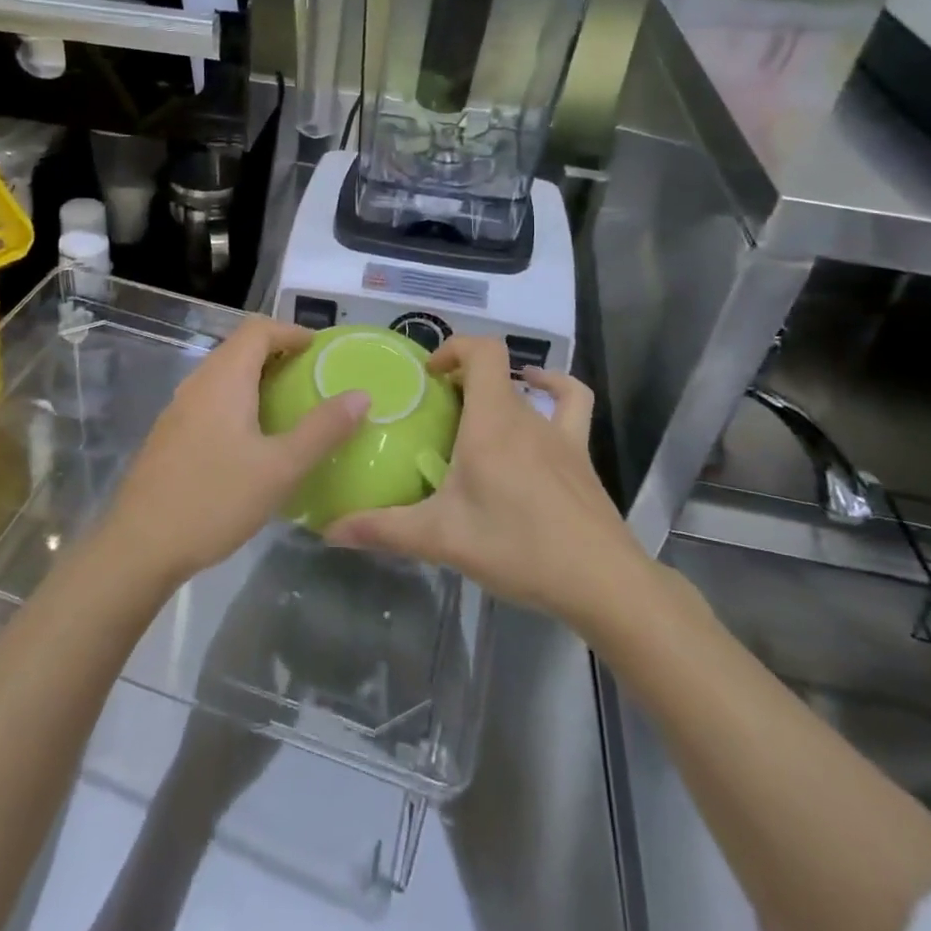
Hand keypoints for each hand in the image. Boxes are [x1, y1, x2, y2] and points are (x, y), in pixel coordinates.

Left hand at [100, 318, 368, 589]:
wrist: (141, 545)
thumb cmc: (215, 499)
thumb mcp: (281, 468)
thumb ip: (323, 430)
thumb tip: (360, 394)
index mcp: (224, 379)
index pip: (258, 330)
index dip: (292, 331)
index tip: (322, 351)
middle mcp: (198, 383)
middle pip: (240, 347)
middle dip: (278, 353)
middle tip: (313, 378)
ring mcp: (179, 408)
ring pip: (224, 374)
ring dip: (257, 378)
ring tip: (290, 406)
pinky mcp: (171, 434)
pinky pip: (211, 398)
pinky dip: (239, 400)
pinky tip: (254, 438)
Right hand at [325, 337, 643, 621]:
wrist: (602, 582)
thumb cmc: (518, 547)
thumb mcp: (442, 539)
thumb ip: (383, 530)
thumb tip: (328, 529)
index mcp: (491, 423)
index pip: (482, 351)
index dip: (453, 347)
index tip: (427, 376)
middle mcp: (526, 417)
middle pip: (495, 373)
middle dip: (461, 381)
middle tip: (435, 412)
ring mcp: (559, 434)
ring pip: (525, 390)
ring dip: (499, 390)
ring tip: (474, 412)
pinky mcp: (580, 456)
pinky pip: (571, 405)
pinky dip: (554, 389)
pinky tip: (538, 400)